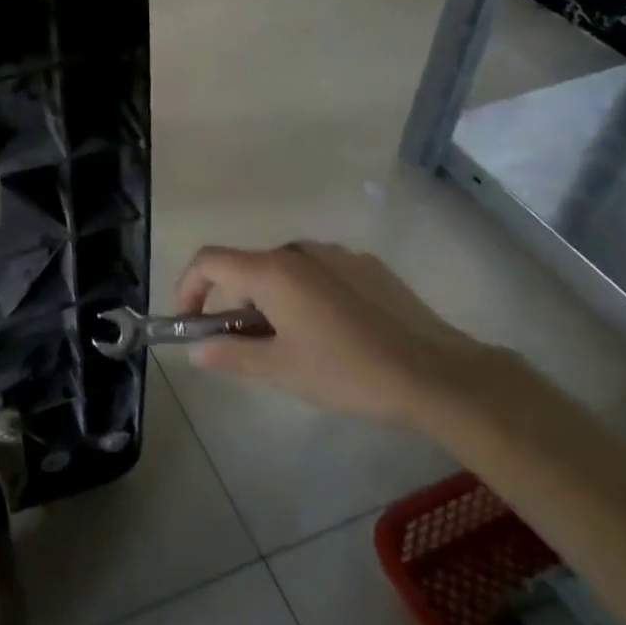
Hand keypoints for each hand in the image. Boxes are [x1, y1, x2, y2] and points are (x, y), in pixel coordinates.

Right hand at [174, 242, 489, 423]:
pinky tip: (330, 333)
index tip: (189, 323)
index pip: (208, 261)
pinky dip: (305, 295)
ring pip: (283, 271)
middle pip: (246, 268)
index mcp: (272, 271)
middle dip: (233, 304)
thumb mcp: (281, 370)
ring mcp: (336, 254)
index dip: (188, 287)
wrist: (437, 373)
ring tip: (289, 344)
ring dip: (270, 300)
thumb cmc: (347, 371)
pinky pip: (318, 273)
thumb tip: (196, 350)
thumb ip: (231, 355)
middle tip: (243, 347)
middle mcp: (299, 250)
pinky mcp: (366, 265)